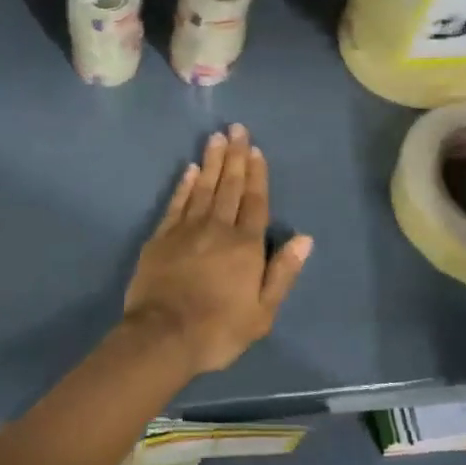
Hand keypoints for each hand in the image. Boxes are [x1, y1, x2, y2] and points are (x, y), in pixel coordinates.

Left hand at [123, 124, 313, 375]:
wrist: (163, 336)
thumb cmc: (219, 329)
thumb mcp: (263, 312)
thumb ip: (283, 272)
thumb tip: (304, 238)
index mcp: (246, 245)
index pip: (255, 201)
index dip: (257, 174)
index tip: (255, 149)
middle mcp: (218, 228)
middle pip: (230, 186)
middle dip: (234, 156)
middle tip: (236, 128)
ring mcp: (187, 229)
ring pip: (203, 187)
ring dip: (211, 161)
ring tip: (215, 137)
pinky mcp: (162, 237)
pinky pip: (177, 203)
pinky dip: (184, 184)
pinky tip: (189, 169)